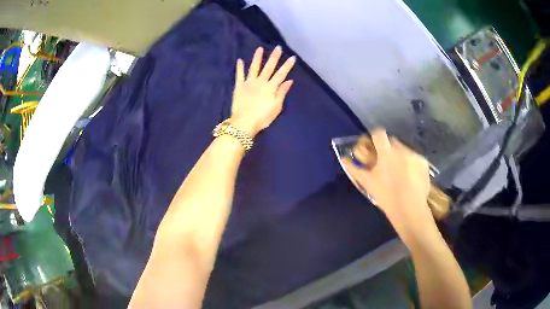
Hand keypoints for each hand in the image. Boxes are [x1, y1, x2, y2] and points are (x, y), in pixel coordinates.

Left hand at [231, 46, 295, 136]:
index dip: (287, 66)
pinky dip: (239, 67)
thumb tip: (289, 80)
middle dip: (274, 57)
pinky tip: (239, 60)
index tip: (292, 57)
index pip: (281, 74)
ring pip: (254, 68)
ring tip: (259, 48)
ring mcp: (249, 83)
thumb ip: (282, 93)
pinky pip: (239, 75)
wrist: (243, 123)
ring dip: (257, 58)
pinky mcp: (239, 86)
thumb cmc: (262, 118)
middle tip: (278, 48)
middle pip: (268, 68)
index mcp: (270, 88)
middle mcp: (260, 82)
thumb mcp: (276, 108)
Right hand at [342, 129, 432, 233]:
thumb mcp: (368, 183)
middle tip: (386, 162)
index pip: (379, 134)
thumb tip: (344, 158)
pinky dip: (412, 164)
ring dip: (400, 156)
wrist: (409, 210)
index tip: (374, 145)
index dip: (375, 137)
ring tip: (400, 172)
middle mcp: (402, 150)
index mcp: (386, 153)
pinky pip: (415, 158)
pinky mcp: (424, 163)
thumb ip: (355, 169)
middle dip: (388, 148)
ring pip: (405, 150)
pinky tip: (411, 177)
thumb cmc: (386, 196)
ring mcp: (414, 156)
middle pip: (393, 141)